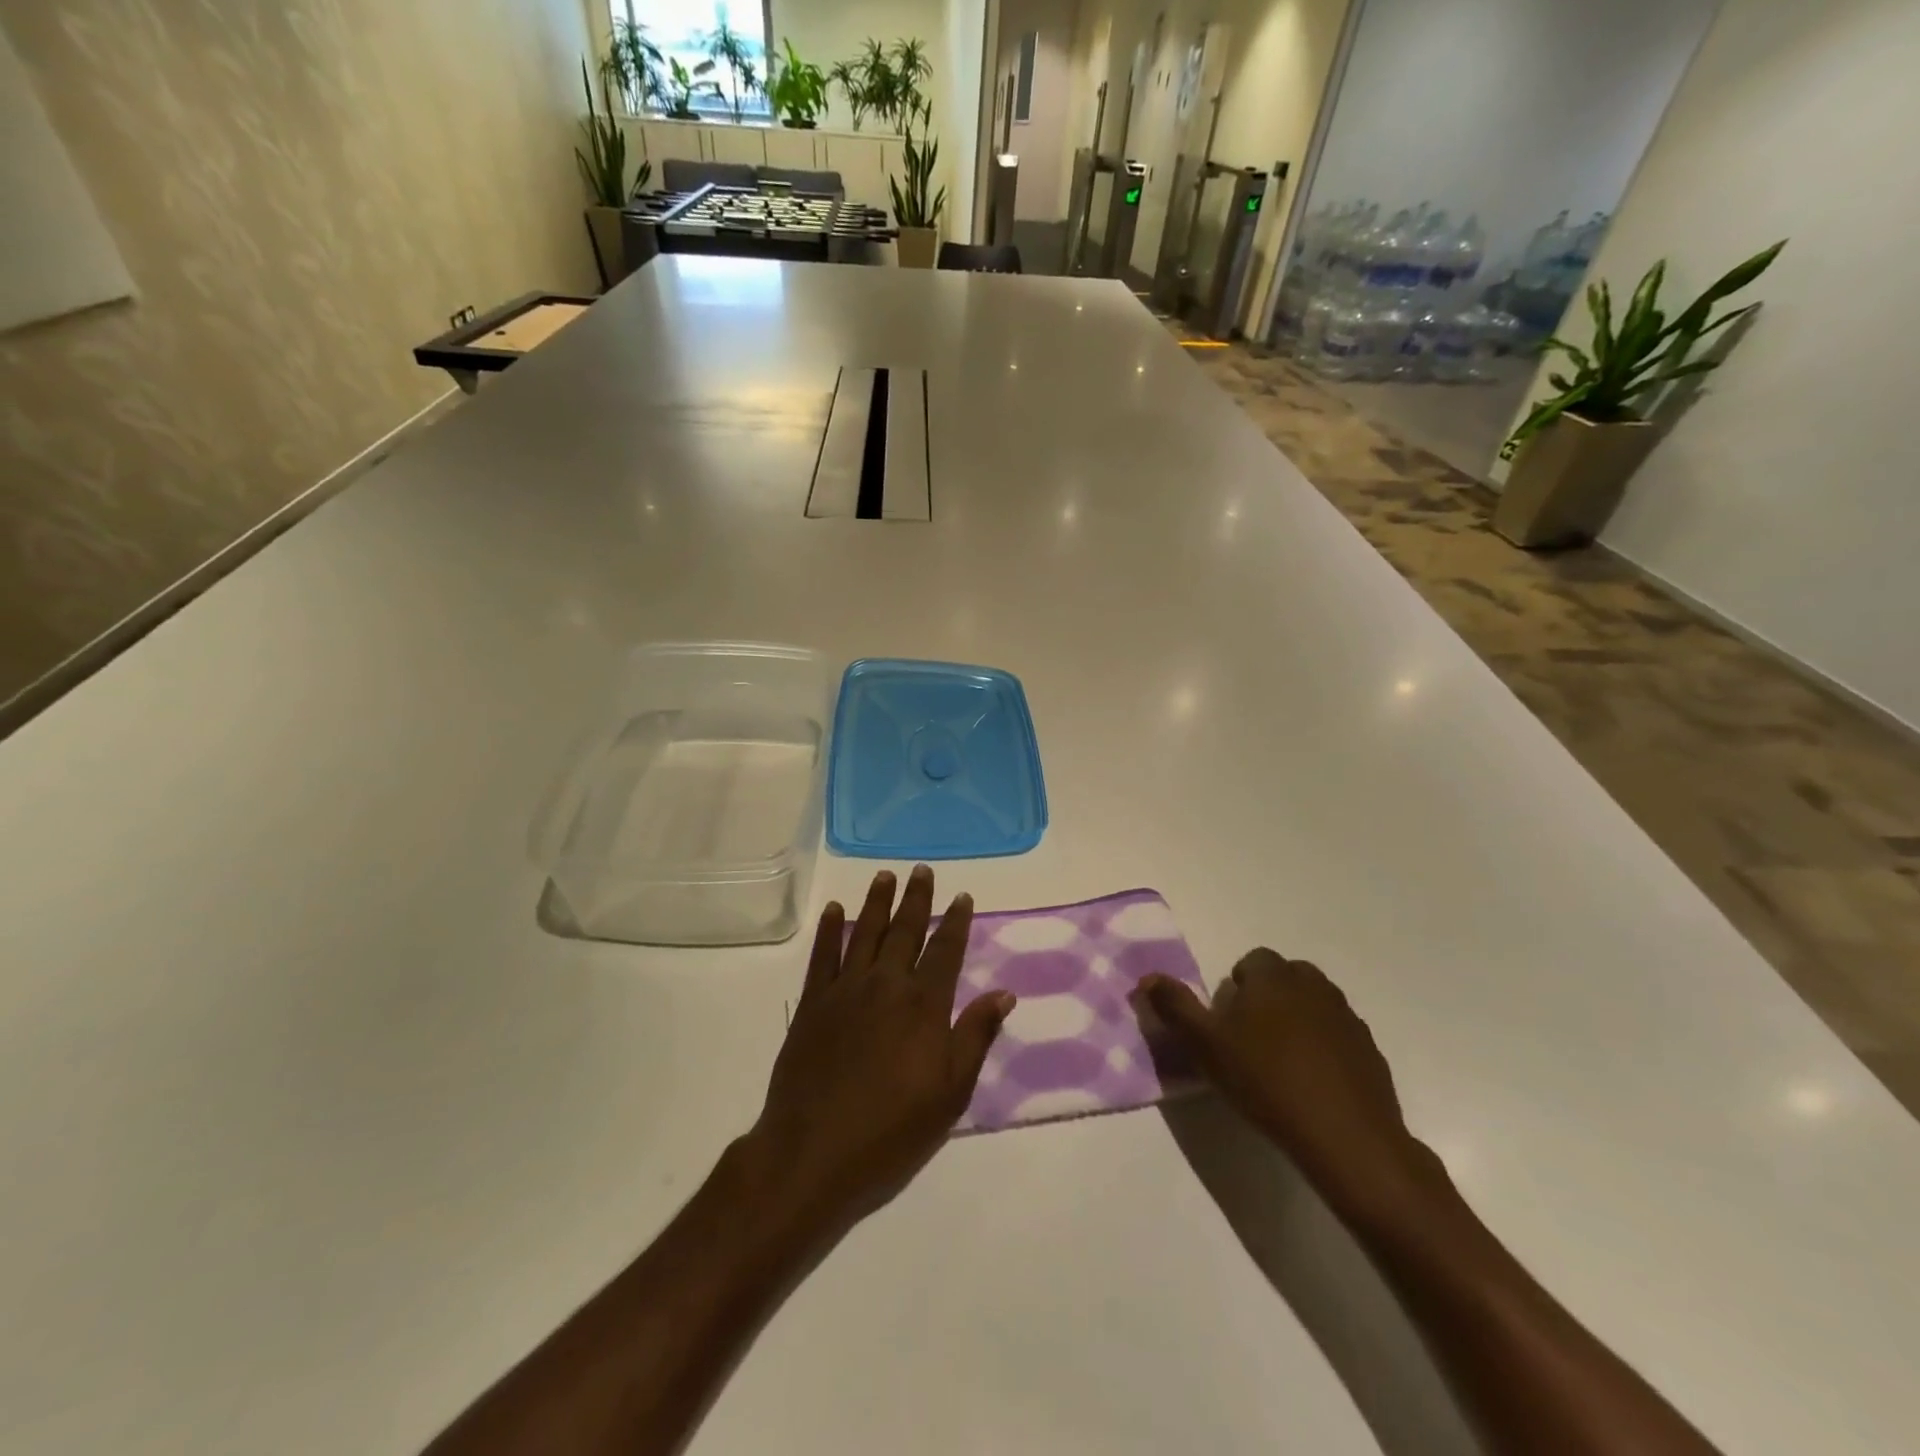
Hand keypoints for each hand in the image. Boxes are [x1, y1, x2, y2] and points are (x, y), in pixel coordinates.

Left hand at [748, 866, 1015, 1235]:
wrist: (814, 1152)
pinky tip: (835, 910)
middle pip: (905, 930)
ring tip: (885, 876)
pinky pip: (823, 955)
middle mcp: (886, 984)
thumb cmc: (892, 1130)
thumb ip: (975, 1036)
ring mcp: (845, 990)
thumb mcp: (951, 1092)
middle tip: (922, 871)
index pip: (945, 950)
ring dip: (877, 902)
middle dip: (916, 899)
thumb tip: (1004, 993)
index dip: (955, 921)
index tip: (961, 897)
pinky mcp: (813, 1003)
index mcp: (924, 1005)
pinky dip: (830, 929)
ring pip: (865, 933)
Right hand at [1142, 951, 1441, 1212]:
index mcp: (1273, 977)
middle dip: (1269, 999)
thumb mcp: (1205, 1046)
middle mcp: (1313, 986)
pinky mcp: (1370, 1050)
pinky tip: (1314, 1084)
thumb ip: (1175, 1007)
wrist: (1346, 1136)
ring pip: (1314, 1005)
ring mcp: (1347, 1017)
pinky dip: (1325, 1048)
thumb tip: (1147, 978)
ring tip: (1282, 1063)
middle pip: (1286, 978)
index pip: (1253, 961)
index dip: (1238, 988)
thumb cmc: (1265, 1081)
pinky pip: (1339, 1036)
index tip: (1229, 1023)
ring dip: (1298, 1021)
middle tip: (1251, 1041)